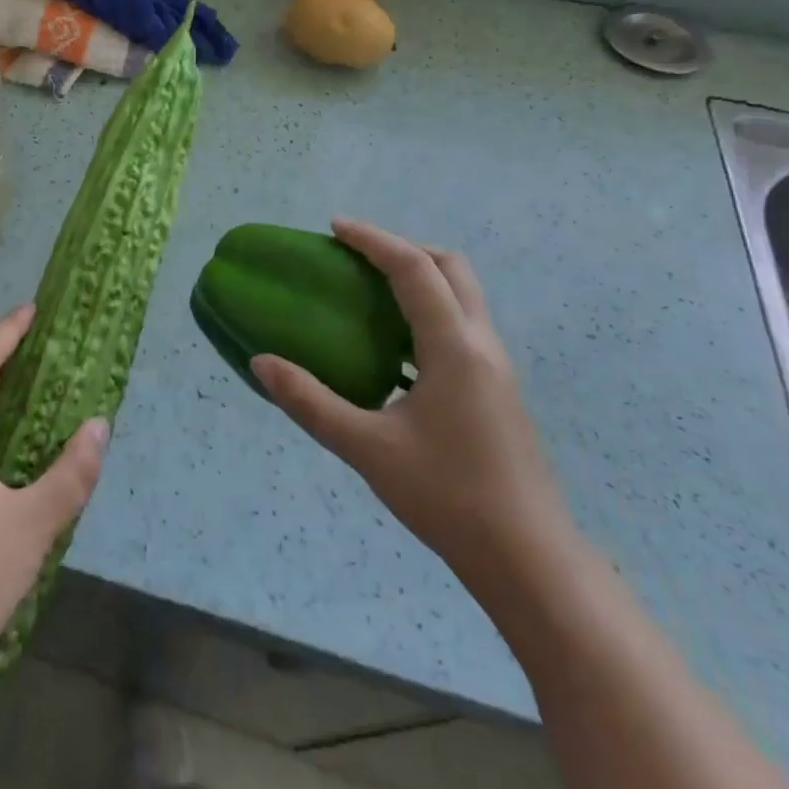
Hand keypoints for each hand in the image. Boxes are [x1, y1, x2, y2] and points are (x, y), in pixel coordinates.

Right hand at [252, 219, 574, 585]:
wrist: (529, 560)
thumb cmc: (448, 498)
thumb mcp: (366, 449)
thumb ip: (309, 402)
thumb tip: (260, 362)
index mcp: (454, 348)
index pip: (414, 269)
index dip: (373, 240)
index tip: (334, 227)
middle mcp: (482, 346)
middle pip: (450, 268)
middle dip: (403, 248)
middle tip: (356, 257)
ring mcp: (496, 369)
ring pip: (462, 296)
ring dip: (419, 279)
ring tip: (369, 294)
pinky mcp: (497, 391)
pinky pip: (461, 326)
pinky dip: (427, 312)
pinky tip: (393, 350)